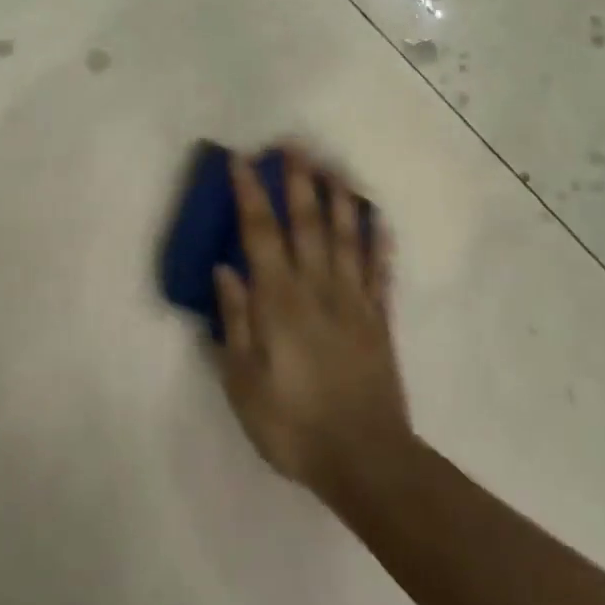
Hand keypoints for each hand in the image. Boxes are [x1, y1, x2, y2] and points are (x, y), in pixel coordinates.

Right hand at [214, 147, 412, 495]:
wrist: (364, 459)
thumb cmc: (292, 423)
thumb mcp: (243, 380)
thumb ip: (234, 320)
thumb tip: (224, 269)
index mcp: (279, 300)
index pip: (261, 233)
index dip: (250, 193)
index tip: (242, 160)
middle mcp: (317, 287)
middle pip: (307, 222)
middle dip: (298, 181)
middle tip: (294, 145)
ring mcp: (354, 300)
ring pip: (346, 236)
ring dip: (339, 198)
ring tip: (333, 168)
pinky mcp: (379, 318)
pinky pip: (380, 270)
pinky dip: (379, 241)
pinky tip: (378, 219)